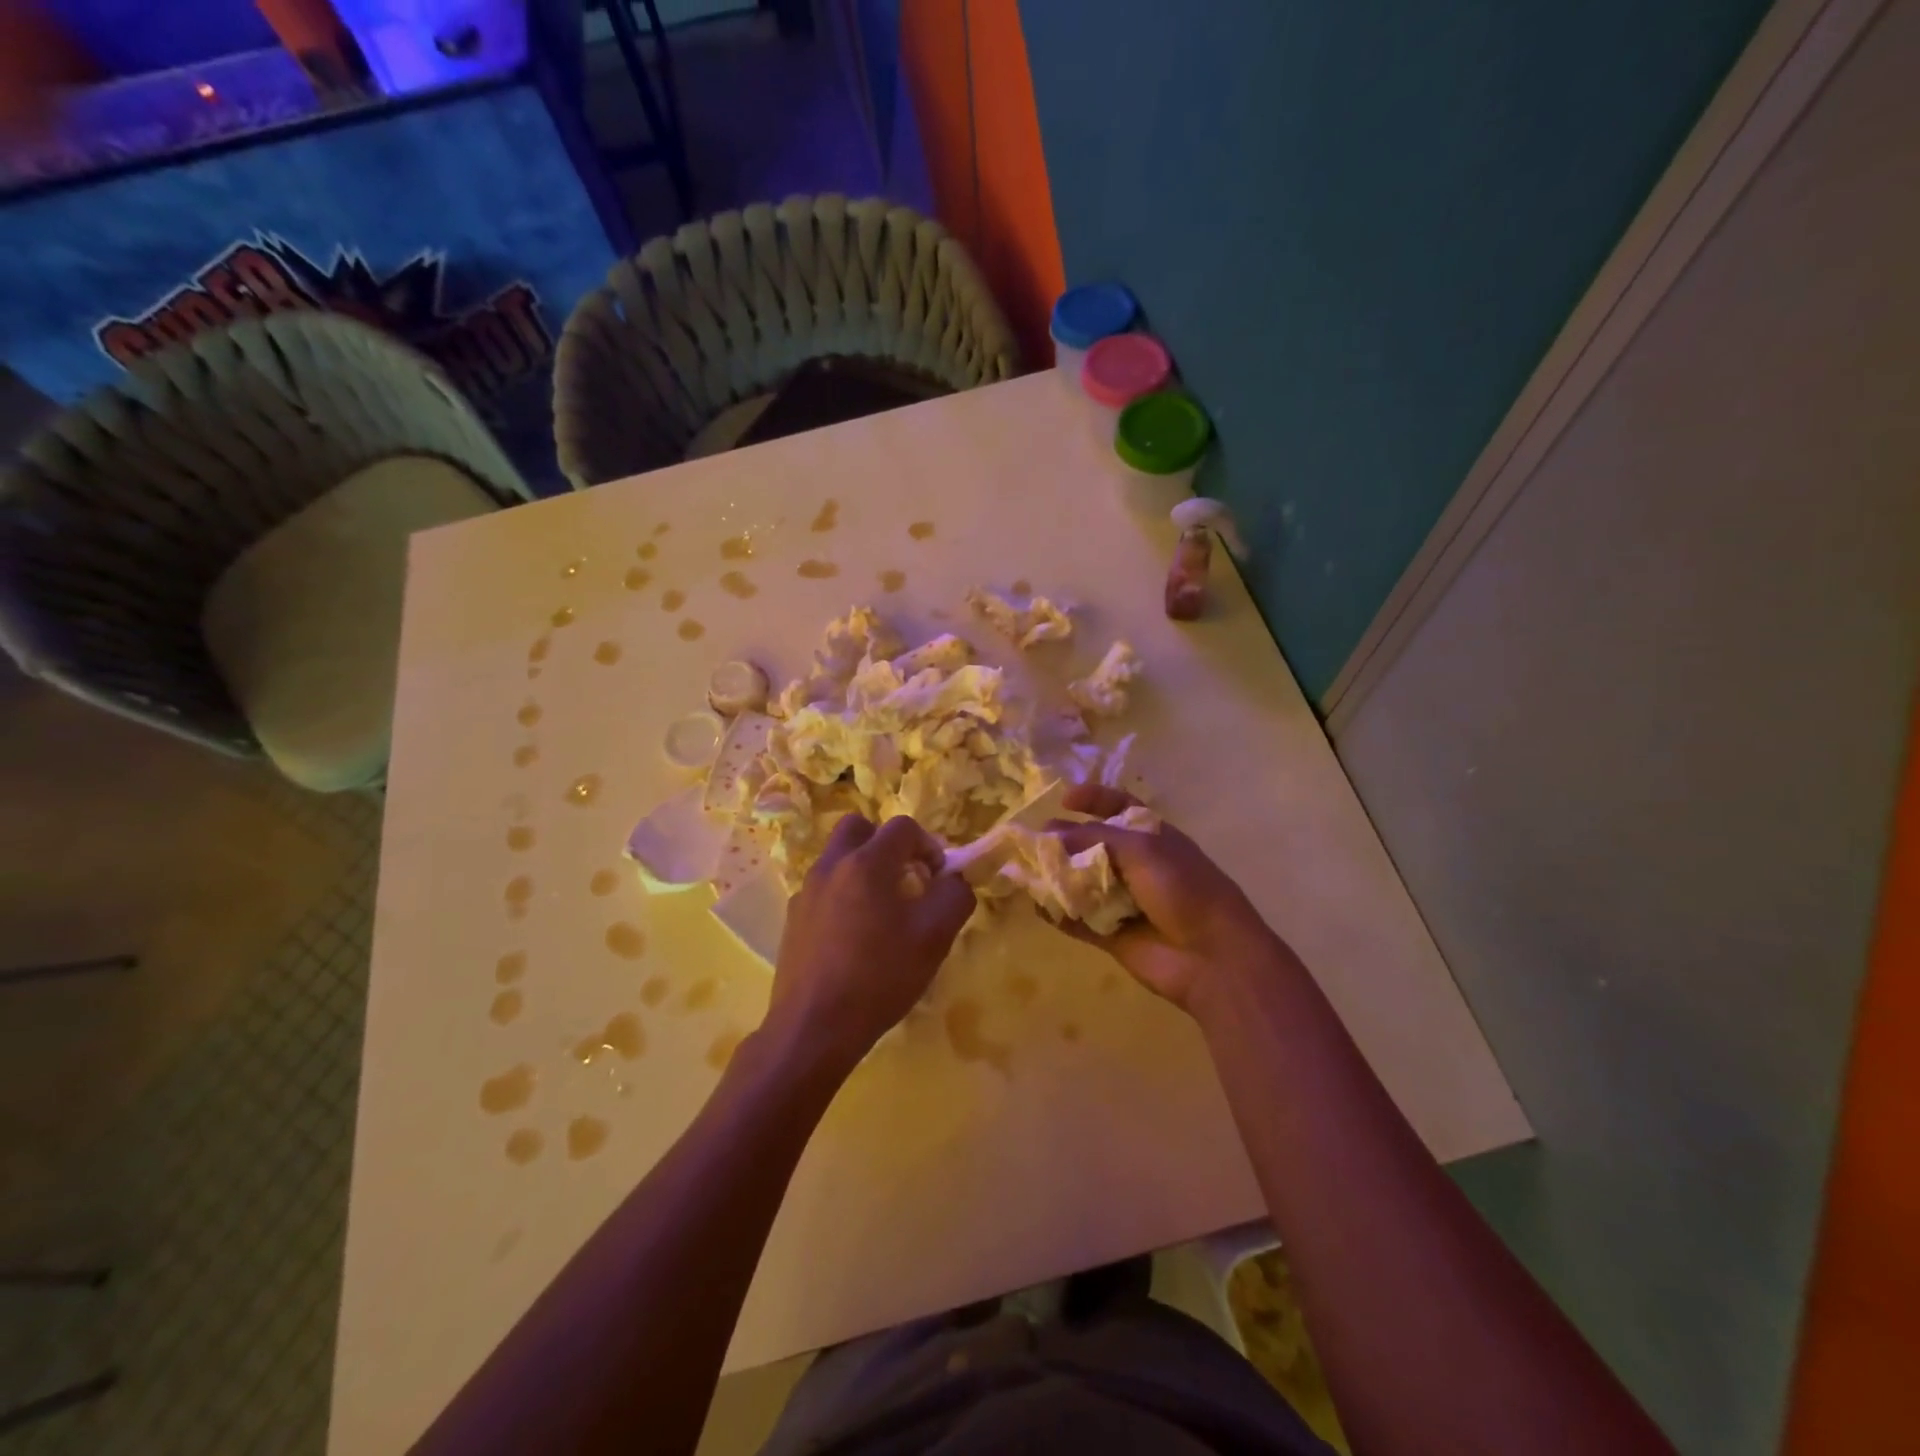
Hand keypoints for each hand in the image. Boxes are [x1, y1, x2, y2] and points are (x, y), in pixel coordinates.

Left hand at [764, 813, 975, 1074]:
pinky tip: (854, 937)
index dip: (928, 845)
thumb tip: (955, 879)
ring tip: (882, 912)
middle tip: (905, 879)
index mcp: (866, 863)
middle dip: (887, 845)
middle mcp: (831, 865)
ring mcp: (806, 891)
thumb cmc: (880, 977)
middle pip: (860, 828)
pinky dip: (844, 895)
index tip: (936, 879)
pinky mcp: (792, 917)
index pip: (902, 827)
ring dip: (864, 869)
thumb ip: (954, 896)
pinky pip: (824, 888)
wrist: (814, 1027)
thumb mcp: (934, 937)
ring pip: (839, 858)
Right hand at [1051, 784, 1286, 1010]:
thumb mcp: (1141, 849)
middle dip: (1063, 840)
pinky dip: (1058, 913)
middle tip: (1030, 841)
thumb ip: (1093, 838)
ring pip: (1081, 882)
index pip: (1118, 806)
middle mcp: (1135, 864)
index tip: (1063, 799)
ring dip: (1055, 876)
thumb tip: (1049, 833)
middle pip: (1092, 845)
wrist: (1212, 956)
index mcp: (1150, 836)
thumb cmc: (1182, 888)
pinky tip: (1037, 906)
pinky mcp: (1111, 934)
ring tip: (1023, 871)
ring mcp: (1122, 900)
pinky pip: (1078, 920)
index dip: (1093, 798)